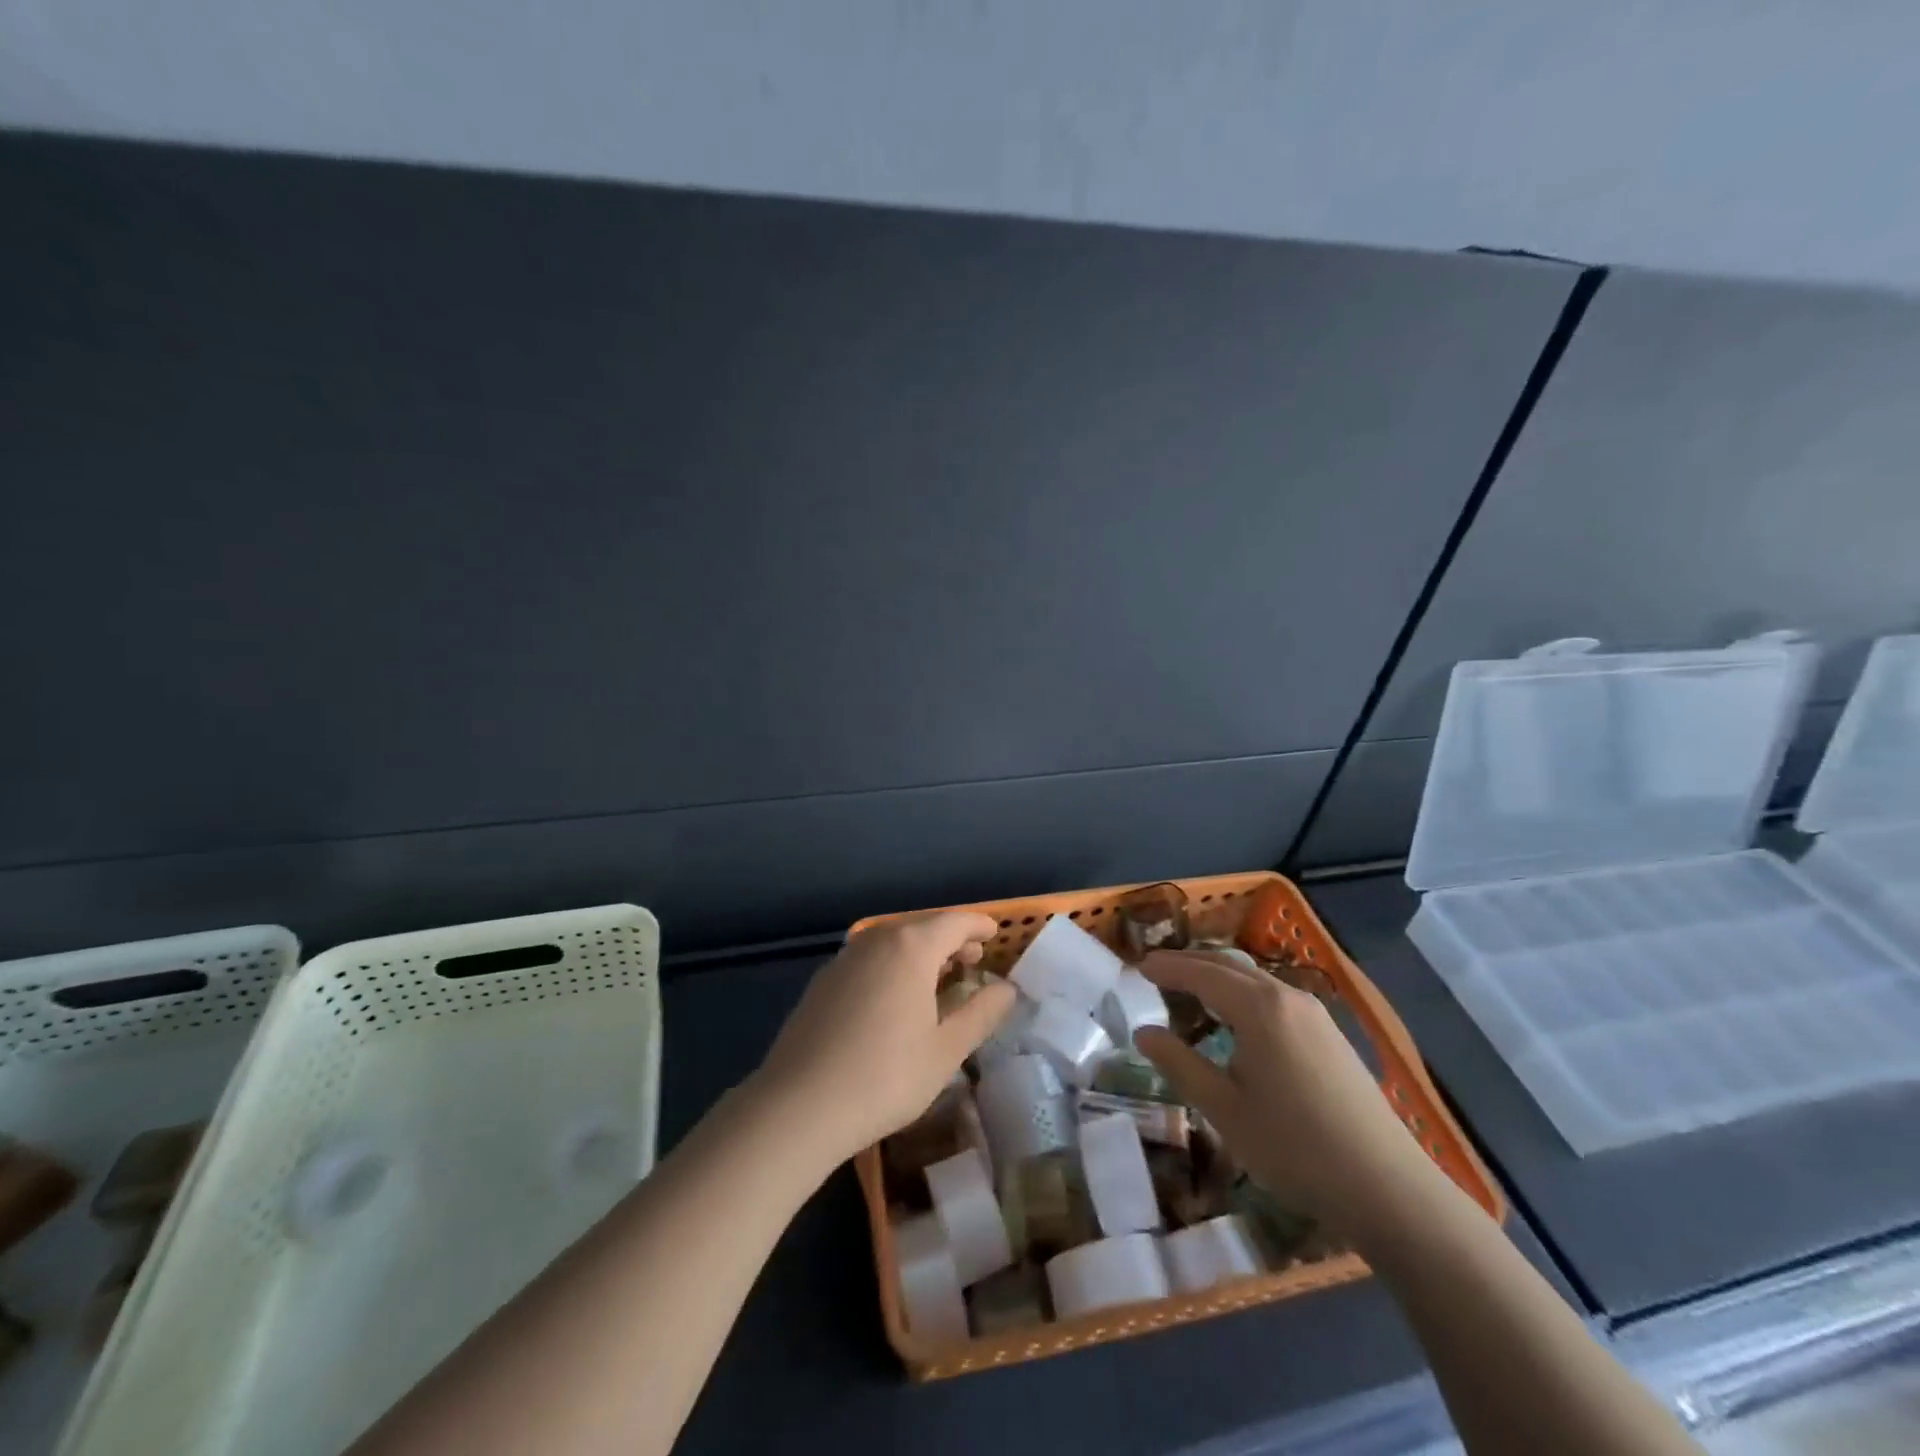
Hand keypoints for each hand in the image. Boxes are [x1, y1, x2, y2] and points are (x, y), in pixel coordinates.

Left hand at [753, 912, 1015, 1165]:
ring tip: (937, 979)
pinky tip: (894, 999)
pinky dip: (892, 967)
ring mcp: (844, 959)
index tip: (994, 935)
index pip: (954, 922)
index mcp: (910, 947)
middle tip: (972, 961)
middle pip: (922, 928)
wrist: (798, 1106)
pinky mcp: (822, 983)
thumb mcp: (946, 1050)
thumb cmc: (886, 1076)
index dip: (978, 927)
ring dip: (920, 954)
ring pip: (892, 943)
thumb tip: (1007, 989)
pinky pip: (869, 961)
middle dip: (950, 940)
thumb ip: (981, 1014)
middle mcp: (876, 941)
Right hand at [1134, 950, 1436, 1230]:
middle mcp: (1287, 996)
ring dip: (1217, 977)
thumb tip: (1143, 1033)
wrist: (1388, 1189)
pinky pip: (1274, 996)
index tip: (1136, 967)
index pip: (1200, 972)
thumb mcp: (1223, 1109)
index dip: (1166, 968)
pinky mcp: (1330, 1035)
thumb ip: (1179, 1064)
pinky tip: (1235, 1020)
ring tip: (1188, 992)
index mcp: (1258, 1007)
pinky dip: (1242, 993)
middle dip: (1189, 964)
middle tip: (1155, 972)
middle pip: (1228, 966)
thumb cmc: (1294, 1147)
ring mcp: (1314, 1014)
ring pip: (1254, 979)